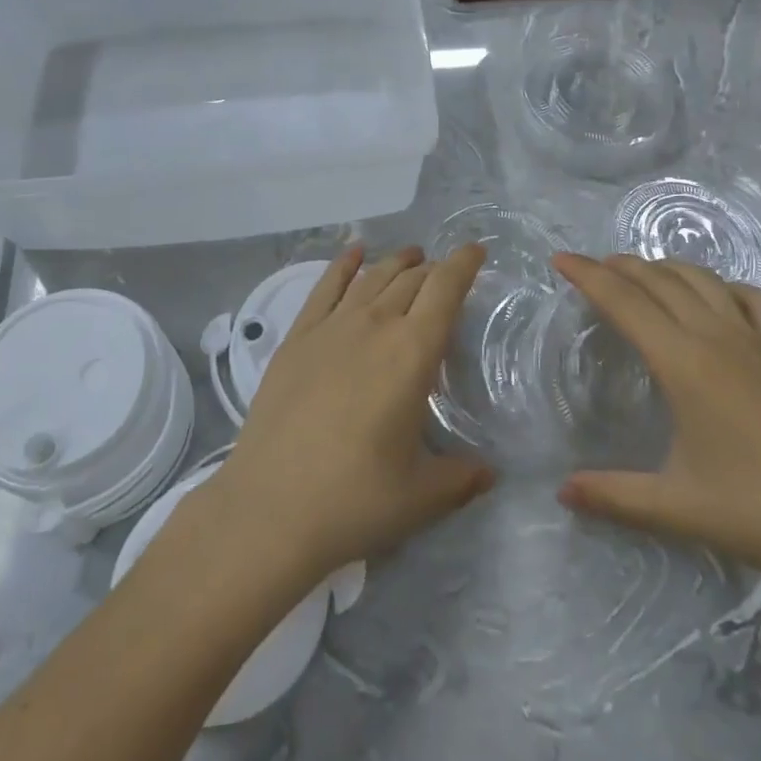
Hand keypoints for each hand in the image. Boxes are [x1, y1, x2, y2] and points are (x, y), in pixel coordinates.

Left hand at [205, 245, 494, 587]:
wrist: (269, 509)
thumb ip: (461, 478)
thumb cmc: (354, 501)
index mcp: (412, 353)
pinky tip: (353, 252)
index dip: (464, 264)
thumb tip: (490, 474)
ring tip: (412, 256)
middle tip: (446, 273)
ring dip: (396, 262)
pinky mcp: (296, 338)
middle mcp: (374, 326)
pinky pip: (324, 287)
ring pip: (372, 278)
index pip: (445, 290)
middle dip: (433, 269)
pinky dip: (343, 264)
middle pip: (410, 280)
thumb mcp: (421, 496)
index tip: (476, 251)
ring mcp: (330, 328)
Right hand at [552, 254, 760, 593]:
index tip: (559, 258)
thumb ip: (614, 496)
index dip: (587, 275)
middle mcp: (716, 336)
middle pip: (660, 280)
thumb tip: (562, 492)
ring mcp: (757, 342)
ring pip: (704, 280)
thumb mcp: (677, 507)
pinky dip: (727, 286)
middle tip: (591, 268)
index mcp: (683, 362)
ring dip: (666, 268)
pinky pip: (754, 299)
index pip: (624, 301)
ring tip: (642, 275)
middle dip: (620, 266)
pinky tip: (720, 299)